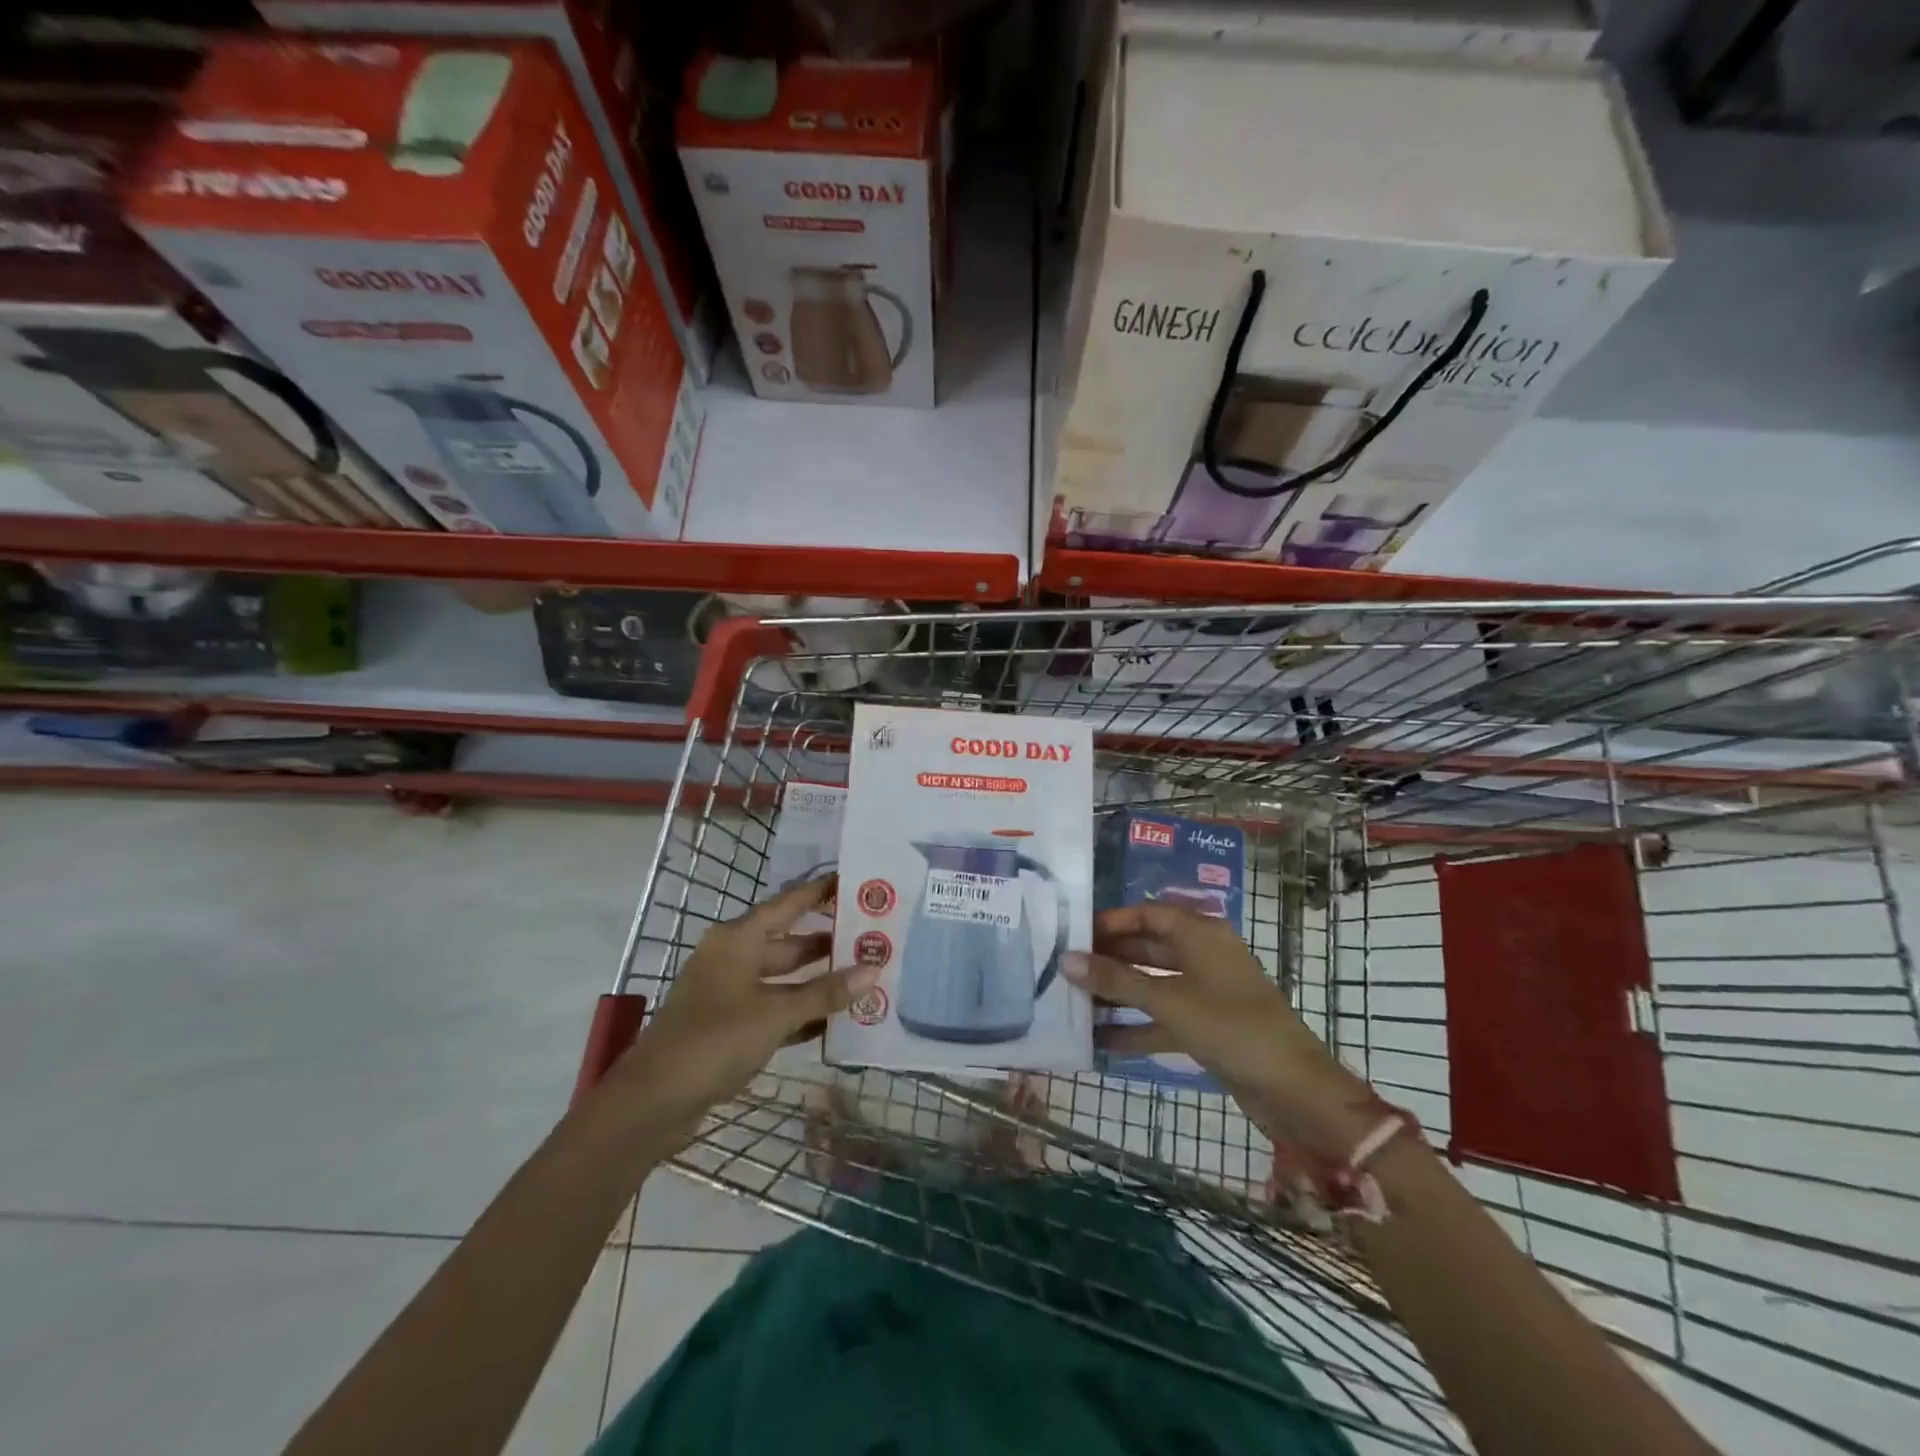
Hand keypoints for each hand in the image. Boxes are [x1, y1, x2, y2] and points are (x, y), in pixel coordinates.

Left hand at [615, 876, 876, 1135]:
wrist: (653, 1101)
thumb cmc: (715, 1040)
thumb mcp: (775, 1014)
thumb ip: (825, 992)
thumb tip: (873, 969)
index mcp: (738, 939)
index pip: (789, 904)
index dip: (821, 892)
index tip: (855, 880)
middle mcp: (733, 957)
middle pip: (788, 941)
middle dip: (828, 941)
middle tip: (872, 937)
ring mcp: (729, 991)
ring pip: (782, 976)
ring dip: (817, 979)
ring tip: (863, 976)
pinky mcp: (728, 1024)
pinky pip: (773, 1006)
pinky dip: (800, 1010)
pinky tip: (835, 1019)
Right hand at [1065, 902, 1382, 1158]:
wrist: (1293, 1089)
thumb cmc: (1230, 1026)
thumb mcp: (1168, 999)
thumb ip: (1115, 980)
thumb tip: (1066, 960)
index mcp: (1201, 933)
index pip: (1148, 913)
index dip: (1111, 921)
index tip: (1073, 933)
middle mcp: (1204, 955)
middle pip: (1148, 947)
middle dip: (1109, 959)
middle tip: (1065, 969)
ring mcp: (1207, 992)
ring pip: (1153, 984)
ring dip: (1118, 994)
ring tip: (1073, 1003)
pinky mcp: (1208, 1026)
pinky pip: (1163, 1017)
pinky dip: (1136, 1027)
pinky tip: (1100, 1041)